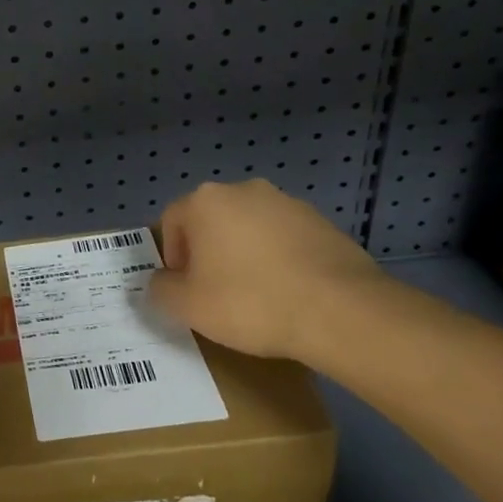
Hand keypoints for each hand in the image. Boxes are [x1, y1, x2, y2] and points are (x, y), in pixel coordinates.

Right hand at [150, 179, 387, 360]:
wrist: (341, 311)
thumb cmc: (250, 302)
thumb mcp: (188, 306)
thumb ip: (161, 289)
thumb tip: (161, 281)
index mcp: (205, 201)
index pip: (171, 222)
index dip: (172, 257)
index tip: (186, 289)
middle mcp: (243, 190)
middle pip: (211, 220)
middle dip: (208, 252)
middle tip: (217, 292)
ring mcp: (287, 203)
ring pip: (249, 228)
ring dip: (244, 253)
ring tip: (257, 295)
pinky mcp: (322, 222)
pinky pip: (284, 239)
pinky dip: (279, 259)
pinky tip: (288, 293)